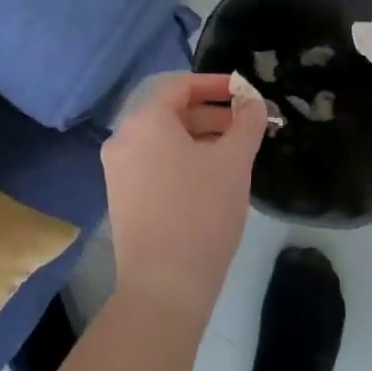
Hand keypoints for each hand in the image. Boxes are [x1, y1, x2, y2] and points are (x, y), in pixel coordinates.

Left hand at [102, 73, 267, 326]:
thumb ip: (246, 123)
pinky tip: (210, 176)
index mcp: (144, 120)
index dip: (215, 84)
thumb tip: (253, 101)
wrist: (163, 286)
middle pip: (169, 111)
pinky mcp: (121, 195)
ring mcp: (118, 168)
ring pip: (162, 138)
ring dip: (198, 136)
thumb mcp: (233, 162)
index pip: (179, 85)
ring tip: (234, 151)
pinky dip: (181, 158)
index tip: (244, 93)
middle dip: (210, 113)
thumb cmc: (201, 212)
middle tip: (246, 124)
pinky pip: (153, 161)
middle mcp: (123, 137)